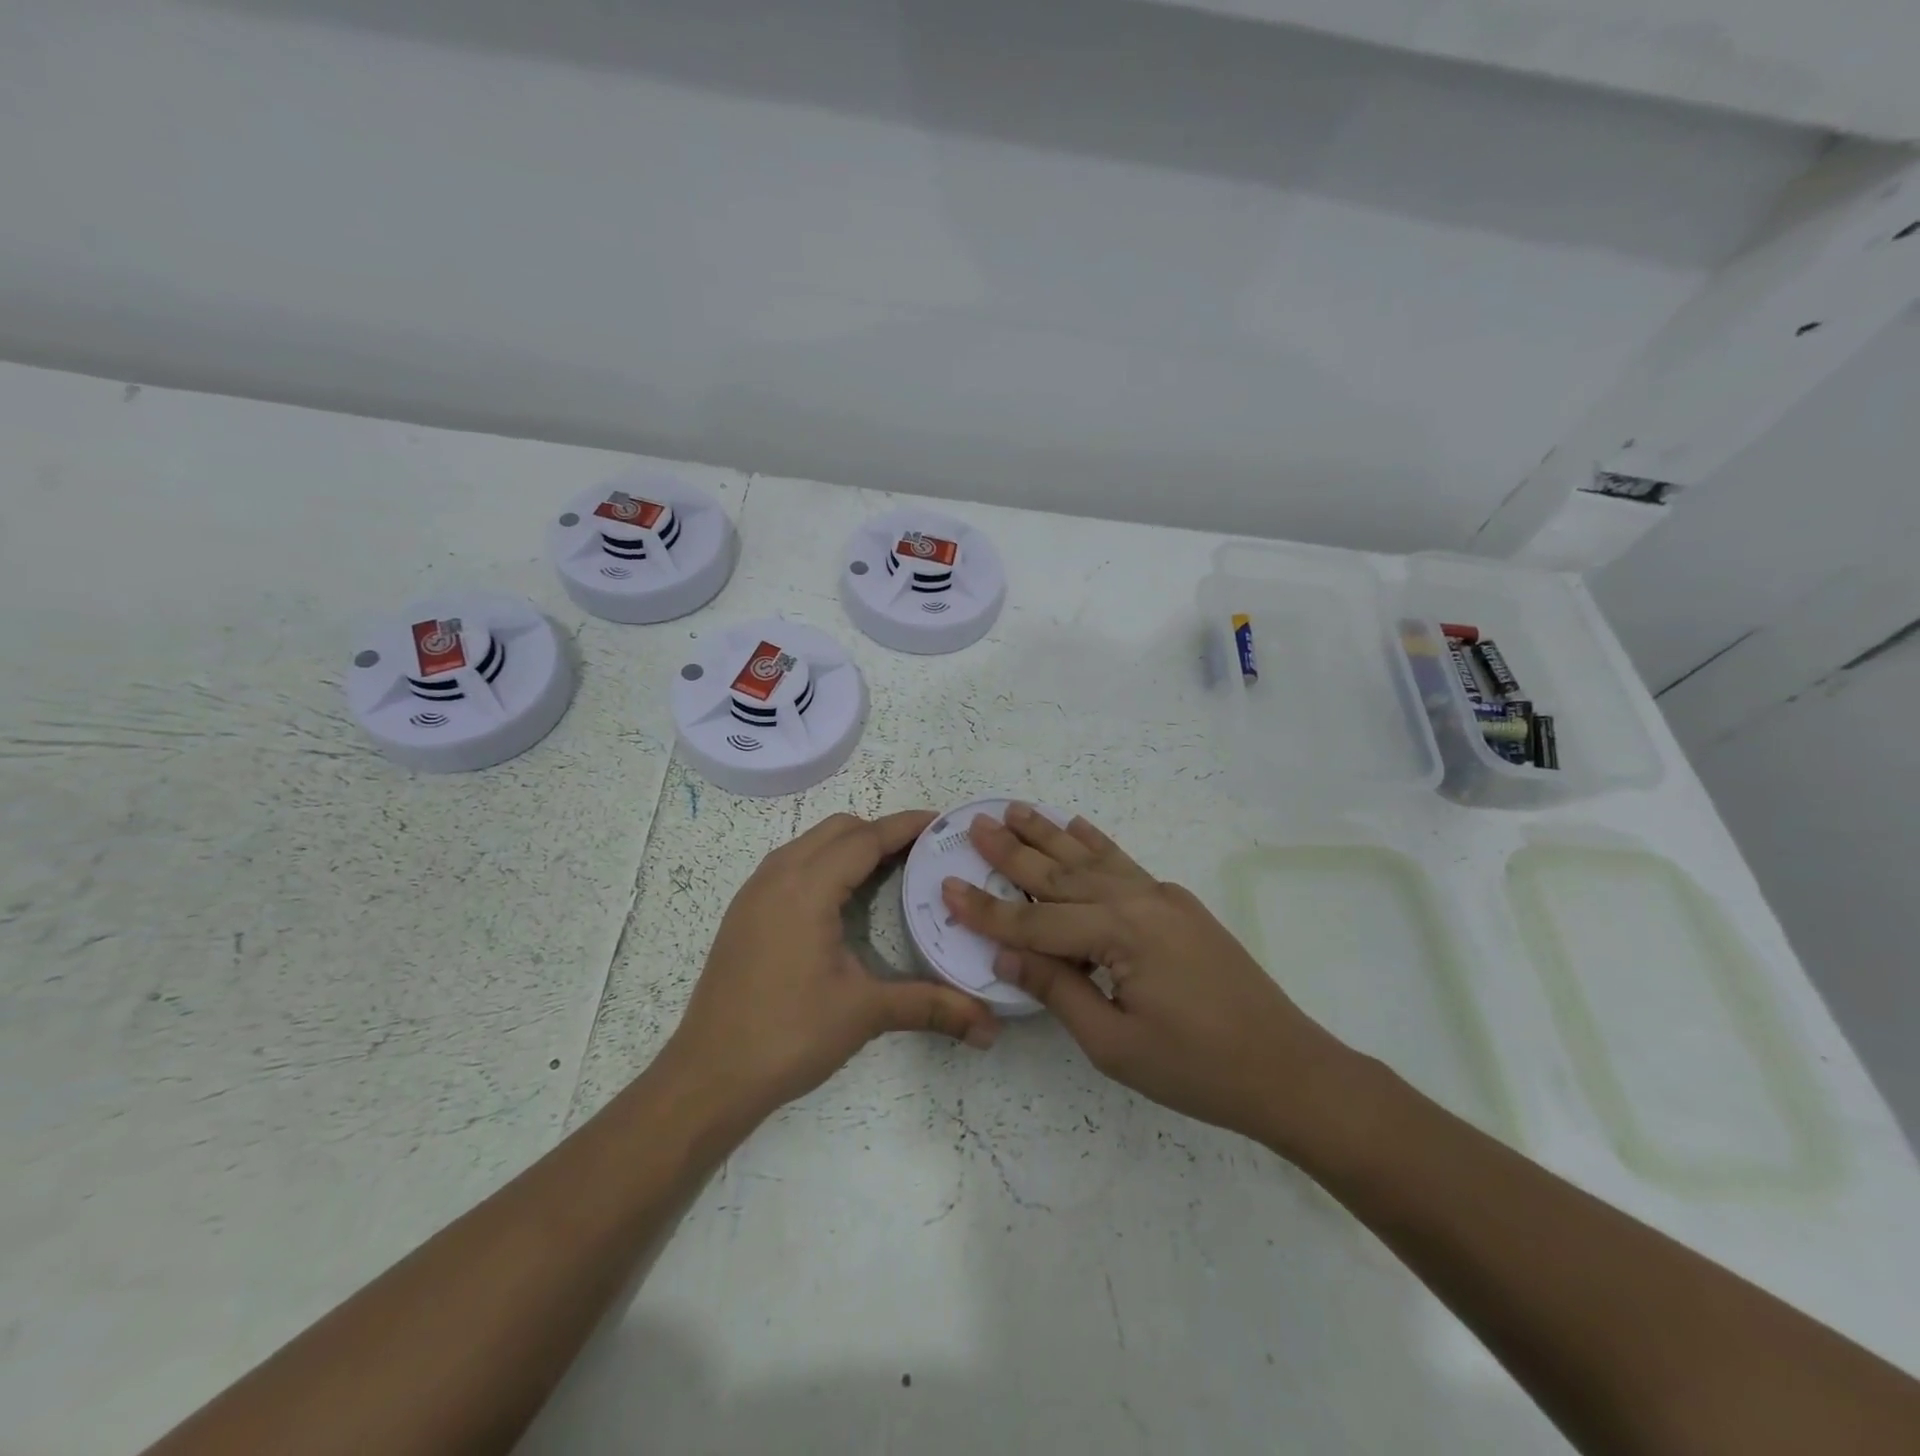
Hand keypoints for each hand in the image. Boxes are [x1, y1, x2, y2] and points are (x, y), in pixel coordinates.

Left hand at [665, 810, 999, 1126]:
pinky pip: (791, 864)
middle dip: (880, 832)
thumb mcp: (864, 1013)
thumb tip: (990, 1027)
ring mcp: (755, 893)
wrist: (708, 1076)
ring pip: (810, 843)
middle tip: (921, 854)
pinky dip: (824, 863)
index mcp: (807, 887)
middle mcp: (777, 876)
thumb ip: (930, 1007)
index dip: (905, 826)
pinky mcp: (744, 913)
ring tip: (888, 871)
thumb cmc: (788, 1035)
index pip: (865, 838)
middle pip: (837, 829)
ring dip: (849, 846)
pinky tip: (842, 900)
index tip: (942, 822)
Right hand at [942, 804, 1352, 1148]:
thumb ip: (1056, 990)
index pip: (1035, 921)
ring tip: (1017, 809)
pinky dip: (1097, 843)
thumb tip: (1005, 955)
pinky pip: (1125, 864)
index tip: (946, 886)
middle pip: (1061, 874)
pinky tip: (1078, 825)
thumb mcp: (1113, 1043)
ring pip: (1092, 859)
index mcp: (1119, 933)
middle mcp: (1138, 900)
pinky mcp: (1179, 905)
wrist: (1288, 1068)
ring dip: (1050, 834)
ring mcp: (1163, 897)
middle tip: (976, 823)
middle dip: (1014, 851)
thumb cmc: (1196, 1068)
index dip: (987, 910)